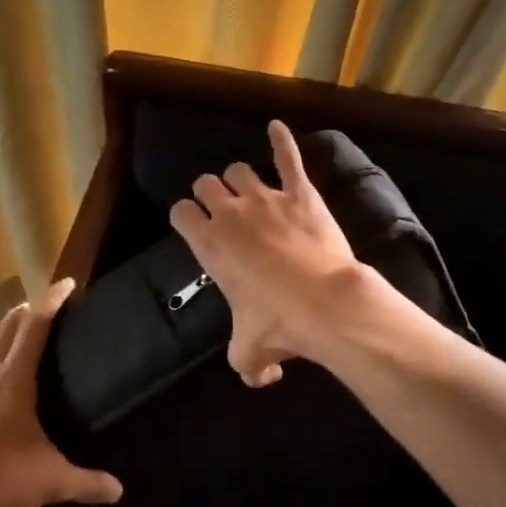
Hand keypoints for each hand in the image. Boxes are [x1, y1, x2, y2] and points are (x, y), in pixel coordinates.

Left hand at [0, 279, 122, 506]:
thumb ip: (88, 482)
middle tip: (41, 308)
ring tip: (5, 338)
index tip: (66, 284)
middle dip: (24, 313)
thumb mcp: (51, 482)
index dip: (51, 300)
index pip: (35, 326)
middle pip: (5, 329)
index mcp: (14, 380)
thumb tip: (119, 491)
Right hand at [169, 120, 365, 386]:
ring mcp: (266, 198)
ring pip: (240, 170)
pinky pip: (288, 157)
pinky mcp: (300, 193)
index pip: (180, 212)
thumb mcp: (250, 352)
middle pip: (206, 184)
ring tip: (249, 189)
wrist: (324, 303)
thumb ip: (247, 365)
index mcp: (209, 243)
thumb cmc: (278, 323)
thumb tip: (260, 379)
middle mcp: (230, 213)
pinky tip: (277, 127)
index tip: (195, 226)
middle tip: (223, 210)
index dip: (186, 216)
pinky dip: (282, 140)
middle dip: (210, 194)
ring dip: (240, 178)